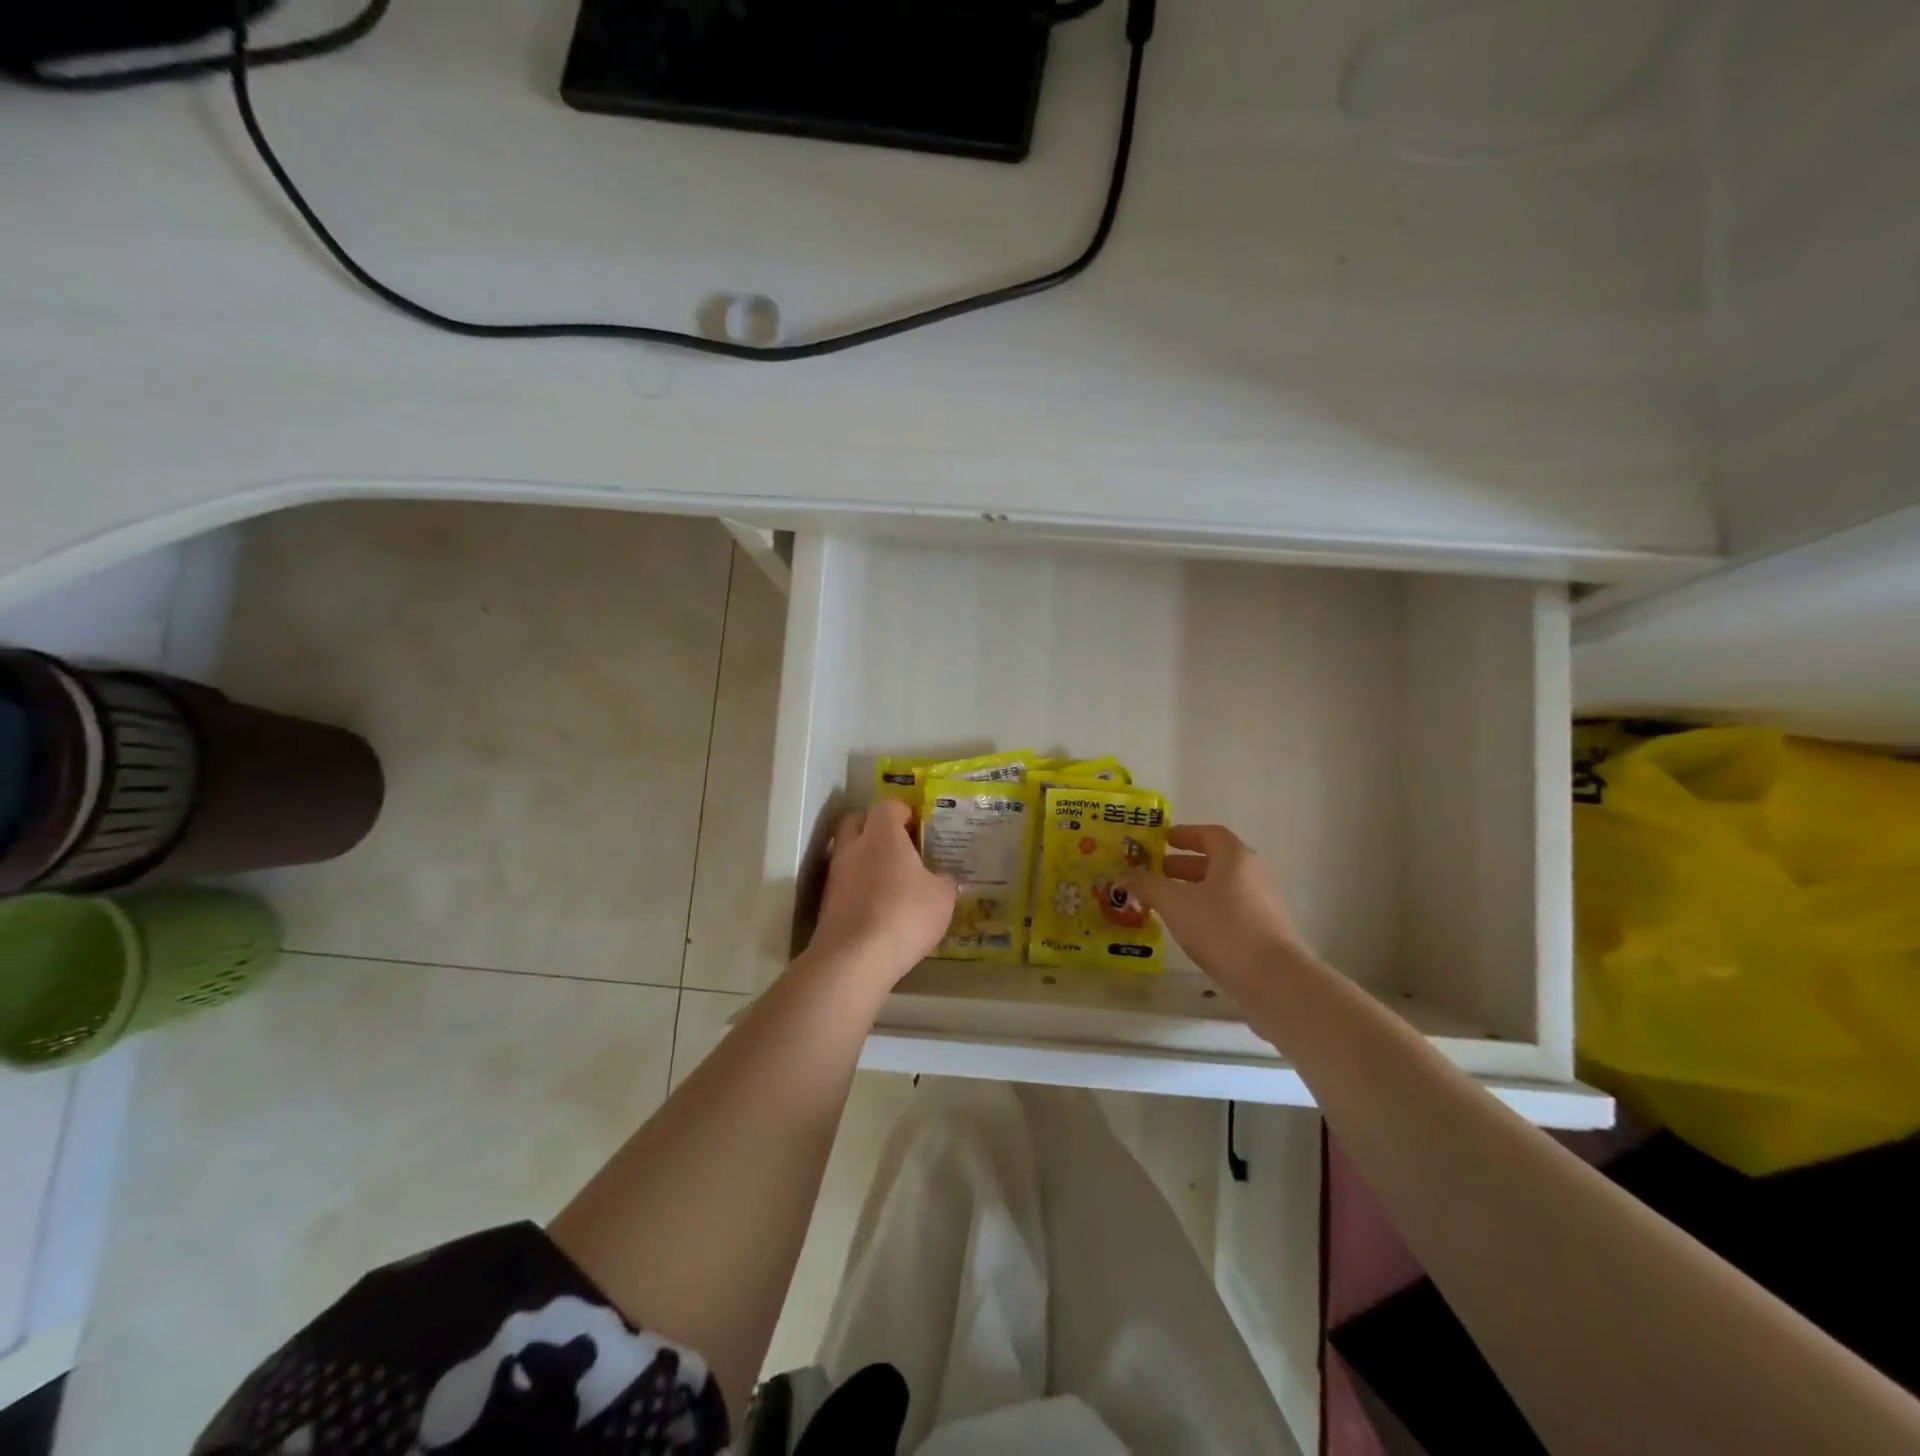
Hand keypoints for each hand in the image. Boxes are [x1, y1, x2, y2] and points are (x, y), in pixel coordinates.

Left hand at [805, 798, 956, 989]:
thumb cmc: (905, 915)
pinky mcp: (826, 904)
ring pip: (847, 853)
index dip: (901, 811)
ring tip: (889, 879)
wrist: (854, 959)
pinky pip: (844, 883)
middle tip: (898, 845)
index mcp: (882, 835)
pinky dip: (858, 887)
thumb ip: (944, 880)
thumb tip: (942, 877)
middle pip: (856, 821)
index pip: (886, 805)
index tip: (916, 824)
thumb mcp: (942, 897)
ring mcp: (835, 876)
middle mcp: (853, 847)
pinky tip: (877, 906)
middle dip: (874, 827)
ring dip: (864, 859)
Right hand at [1121, 824, 1305, 986]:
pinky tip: (1188, 927)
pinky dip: (1206, 910)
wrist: (1273, 979)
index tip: (1162, 840)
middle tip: (1155, 872)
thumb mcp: (1175, 904)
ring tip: (1165, 902)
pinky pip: (1229, 909)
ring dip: (1193, 889)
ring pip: (1221, 887)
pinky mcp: (1263, 930)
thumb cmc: (1222, 928)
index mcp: (1235, 857)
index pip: (1209, 834)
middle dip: (1183, 865)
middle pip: (1215, 860)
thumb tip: (1125, 875)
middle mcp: (1252, 873)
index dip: (1184, 834)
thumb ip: (1148, 885)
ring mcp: (1261, 903)